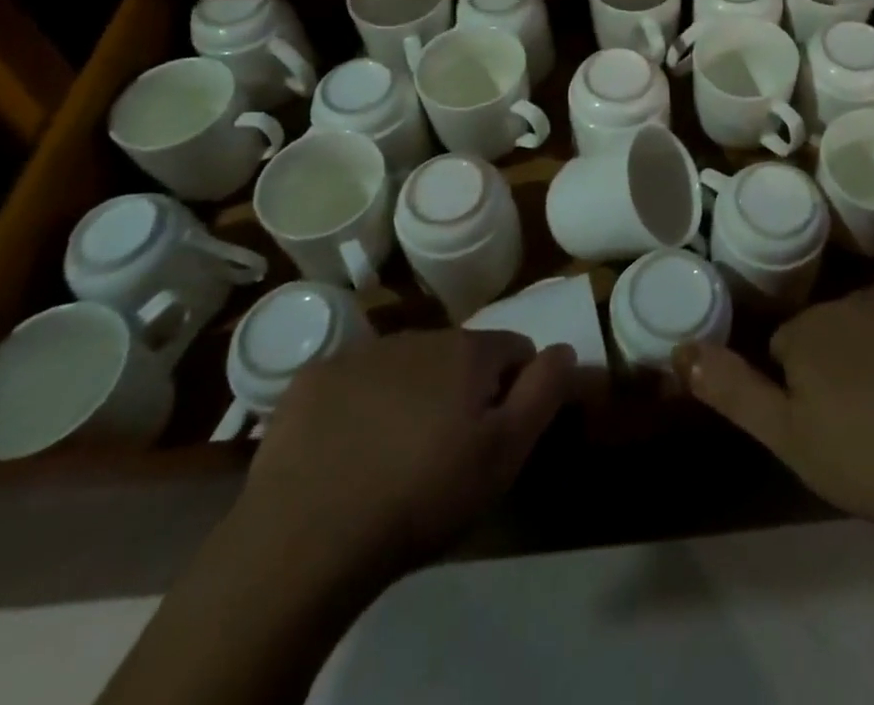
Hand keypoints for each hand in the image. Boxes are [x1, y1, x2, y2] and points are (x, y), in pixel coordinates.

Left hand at [238, 328, 575, 583]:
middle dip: (462, 390)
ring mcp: (360, 353)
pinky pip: (352, 382)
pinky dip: (358, 404)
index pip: (515, 349)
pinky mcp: (312, 379)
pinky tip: (346, 450)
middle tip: (445, 451)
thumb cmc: (422, 496)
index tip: (496, 434)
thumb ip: (545, 392)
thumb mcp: (504, 454)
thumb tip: (567, 348)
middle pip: (459, 355)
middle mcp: (418, 335)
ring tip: (395, 454)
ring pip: (406, 365)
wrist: (306, 538)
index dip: (515, 389)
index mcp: (468, 351)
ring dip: (412, 394)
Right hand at [677, 292, 873, 548]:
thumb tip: (680, 348)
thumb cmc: (873, 459)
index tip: (822, 426)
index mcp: (812, 329)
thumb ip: (733, 389)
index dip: (799, 388)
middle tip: (864, 426)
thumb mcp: (789, 438)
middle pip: (834, 332)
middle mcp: (857, 301)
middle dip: (840, 367)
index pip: (787, 347)